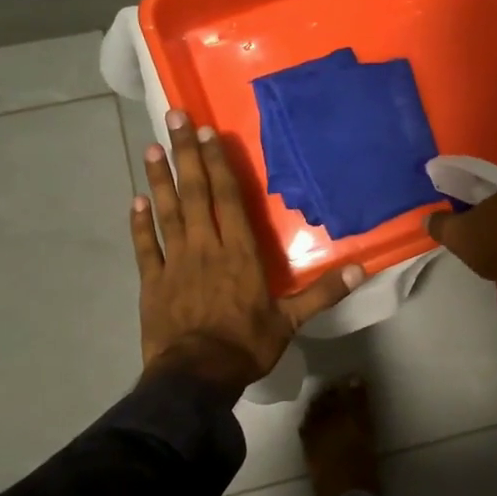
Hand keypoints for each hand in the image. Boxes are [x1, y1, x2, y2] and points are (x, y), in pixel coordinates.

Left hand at [134, 111, 361, 398]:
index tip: (208, 133)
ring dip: (159, 179)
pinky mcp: (152, 282)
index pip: (228, 198)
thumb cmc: (245, 345)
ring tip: (151, 148)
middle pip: (195, 193)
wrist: (195, 378)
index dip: (218, 164)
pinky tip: (135, 200)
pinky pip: (144, 247)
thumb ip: (323, 292)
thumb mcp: (291, 320)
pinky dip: (139, 223)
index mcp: (239, 252)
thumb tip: (361, 269)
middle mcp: (205, 247)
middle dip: (186, 154)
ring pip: (167, 212)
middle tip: (174, 117)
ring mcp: (174, 262)